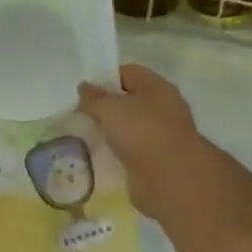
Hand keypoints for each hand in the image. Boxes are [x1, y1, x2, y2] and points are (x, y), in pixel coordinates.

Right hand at [78, 65, 251, 232]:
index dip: (104, 78)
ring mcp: (163, 134)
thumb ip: (94, 97)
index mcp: (156, 86)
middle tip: (80, 114)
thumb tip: (84, 87)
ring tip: (86, 136)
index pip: (127, 73)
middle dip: (106, 107)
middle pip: (130, 100)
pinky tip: (101, 156)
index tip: (83, 92)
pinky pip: (133, 150)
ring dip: (112, 131)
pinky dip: (119, 152)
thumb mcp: (109, 108)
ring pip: (131, 127)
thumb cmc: (141, 131)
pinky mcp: (158, 160)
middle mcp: (163, 107)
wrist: (171, 178)